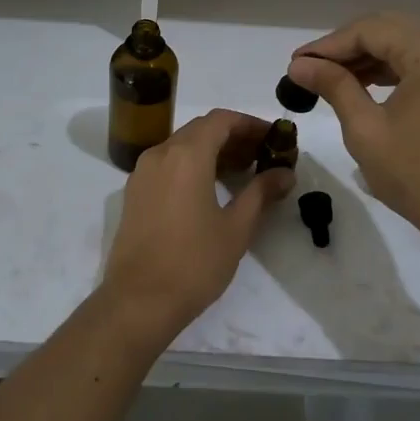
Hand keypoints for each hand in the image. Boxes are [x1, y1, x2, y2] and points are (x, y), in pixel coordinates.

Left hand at [101, 109, 294, 336]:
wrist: (138, 301)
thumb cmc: (194, 263)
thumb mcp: (236, 228)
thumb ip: (261, 193)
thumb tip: (285, 173)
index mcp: (186, 155)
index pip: (221, 119)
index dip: (250, 124)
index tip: (274, 138)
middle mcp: (160, 154)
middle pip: (200, 130)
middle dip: (233, 137)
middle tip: (262, 156)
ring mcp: (142, 173)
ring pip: (181, 146)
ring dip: (212, 151)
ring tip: (242, 173)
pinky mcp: (134, 193)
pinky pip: (167, 164)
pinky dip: (191, 165)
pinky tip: (210, 189)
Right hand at [287, 12, 419, 255]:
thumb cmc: (417, 175)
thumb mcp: (366, 129)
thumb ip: (333, 86)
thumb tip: (298, 65)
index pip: (371, 30)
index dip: (328, 44)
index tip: (295, 64)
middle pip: (389, 30)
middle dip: (346, 47)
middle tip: (308, 68)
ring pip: (404, 45)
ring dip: (366, 58)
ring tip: (327, 79)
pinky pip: (419, 64)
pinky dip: (389, 71)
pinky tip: (361, 85)